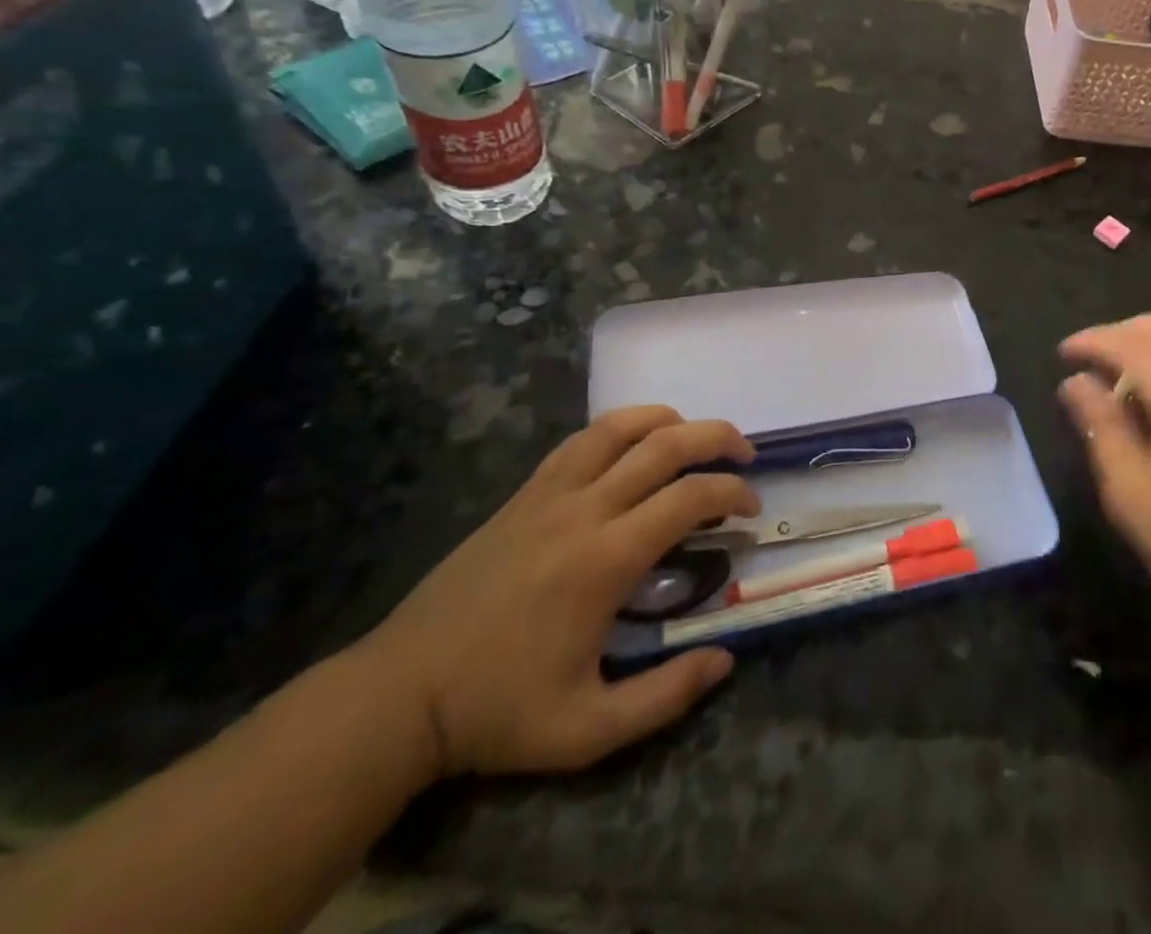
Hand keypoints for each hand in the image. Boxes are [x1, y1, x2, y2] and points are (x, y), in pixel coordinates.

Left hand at [354, 407, 759, 778]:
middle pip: (664, 443)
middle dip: (716, 437)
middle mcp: (583, 510)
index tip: (751, 510)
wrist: (399, 695)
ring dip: (667, 421)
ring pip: (619, 426)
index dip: (732, 493)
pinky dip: (619, 430)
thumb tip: (724, 659)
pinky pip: (580, 441)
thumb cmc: (498, 711)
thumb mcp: (587, 730)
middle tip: (743, 455)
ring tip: (692, 439)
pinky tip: (631, 450)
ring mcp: (548, 494)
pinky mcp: (523, 494)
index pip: (689, 497)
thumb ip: (664, 696)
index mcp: (606, 559)